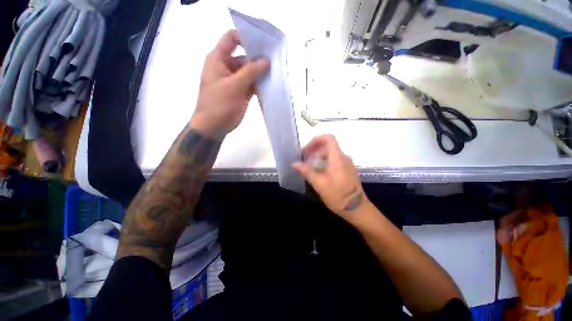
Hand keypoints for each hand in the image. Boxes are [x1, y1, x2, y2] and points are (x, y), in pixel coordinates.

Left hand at [190, 30, 269, 137]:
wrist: (214, 126)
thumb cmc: (219, 104)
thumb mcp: (233, 86)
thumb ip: (250, 72)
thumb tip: (266, 60)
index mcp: (219, 59)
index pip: (231, 39)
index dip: (246, 37)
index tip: (262, 43)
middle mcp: (227, 67)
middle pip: (245, 56)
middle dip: (258, 59)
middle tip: (275, 61)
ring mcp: (236, 80)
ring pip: (251, 72)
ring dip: (261, 73)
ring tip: (276, 73)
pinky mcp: (242, 92)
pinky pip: (253, 84)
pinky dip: (260, 85)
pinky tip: (271, 85)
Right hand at [292, 135, 367, 220]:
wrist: (357, 208)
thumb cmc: (337, 195)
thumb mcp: (319, 183)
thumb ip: (306, 171)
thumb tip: (293, 163)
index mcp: (337, 158)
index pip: (329, 138)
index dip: (316, 140)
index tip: (306, 149)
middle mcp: (344, 157)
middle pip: (328, 146)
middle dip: (314, 150)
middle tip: (304, 159)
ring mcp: (347, 163)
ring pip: (331, 153)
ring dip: (318, 156)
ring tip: (309, 166)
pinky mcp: (347, 169)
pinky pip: (335, 160)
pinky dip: (325, 161)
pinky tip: (318, 171)